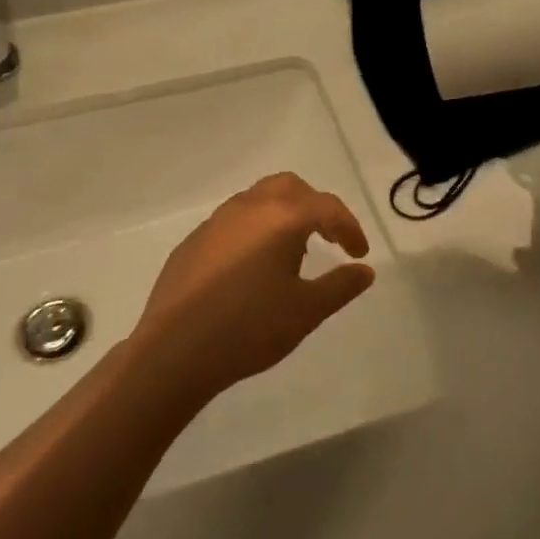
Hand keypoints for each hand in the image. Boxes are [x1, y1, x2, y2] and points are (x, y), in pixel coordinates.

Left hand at [131, 173, 376, 402]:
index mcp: (281, 217)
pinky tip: (251, 271)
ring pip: (257, 200)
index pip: (327, 207)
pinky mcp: (192, 242)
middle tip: (327, 239)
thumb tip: (364, 270)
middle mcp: (247, 208)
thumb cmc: (250, 327)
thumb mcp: (307, 311)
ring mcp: (215, 222)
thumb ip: (341, 286)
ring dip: (282, 216)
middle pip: (289, 187)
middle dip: (314, 207)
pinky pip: (232, 223)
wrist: (175, 350)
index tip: (359, 254)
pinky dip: (253, 232)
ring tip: (291, 255)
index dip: (349, 227)